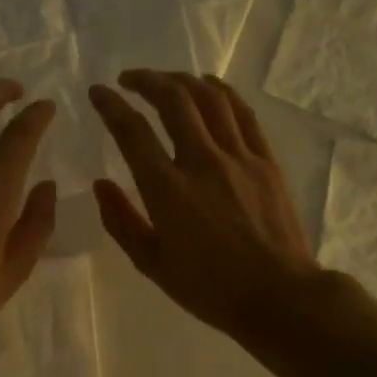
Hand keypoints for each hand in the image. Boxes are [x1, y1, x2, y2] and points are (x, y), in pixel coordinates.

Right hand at [89, 70, 317, 339]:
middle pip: (173, 101)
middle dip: (146, 80)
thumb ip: (121, 221)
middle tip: (129, 79)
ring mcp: (238, 158)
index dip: (111, 105)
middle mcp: (201, 162)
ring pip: (209, 99)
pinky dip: (222, 92)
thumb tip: (101, 185)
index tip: (98, 92)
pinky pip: (243, 114)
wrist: (278, 297)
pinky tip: (209, 86)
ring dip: (182, 80)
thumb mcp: (152, 263)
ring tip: (165, 80)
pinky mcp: (266, 161)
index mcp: (167, 190)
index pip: (132, 132)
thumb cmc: (209, 288)